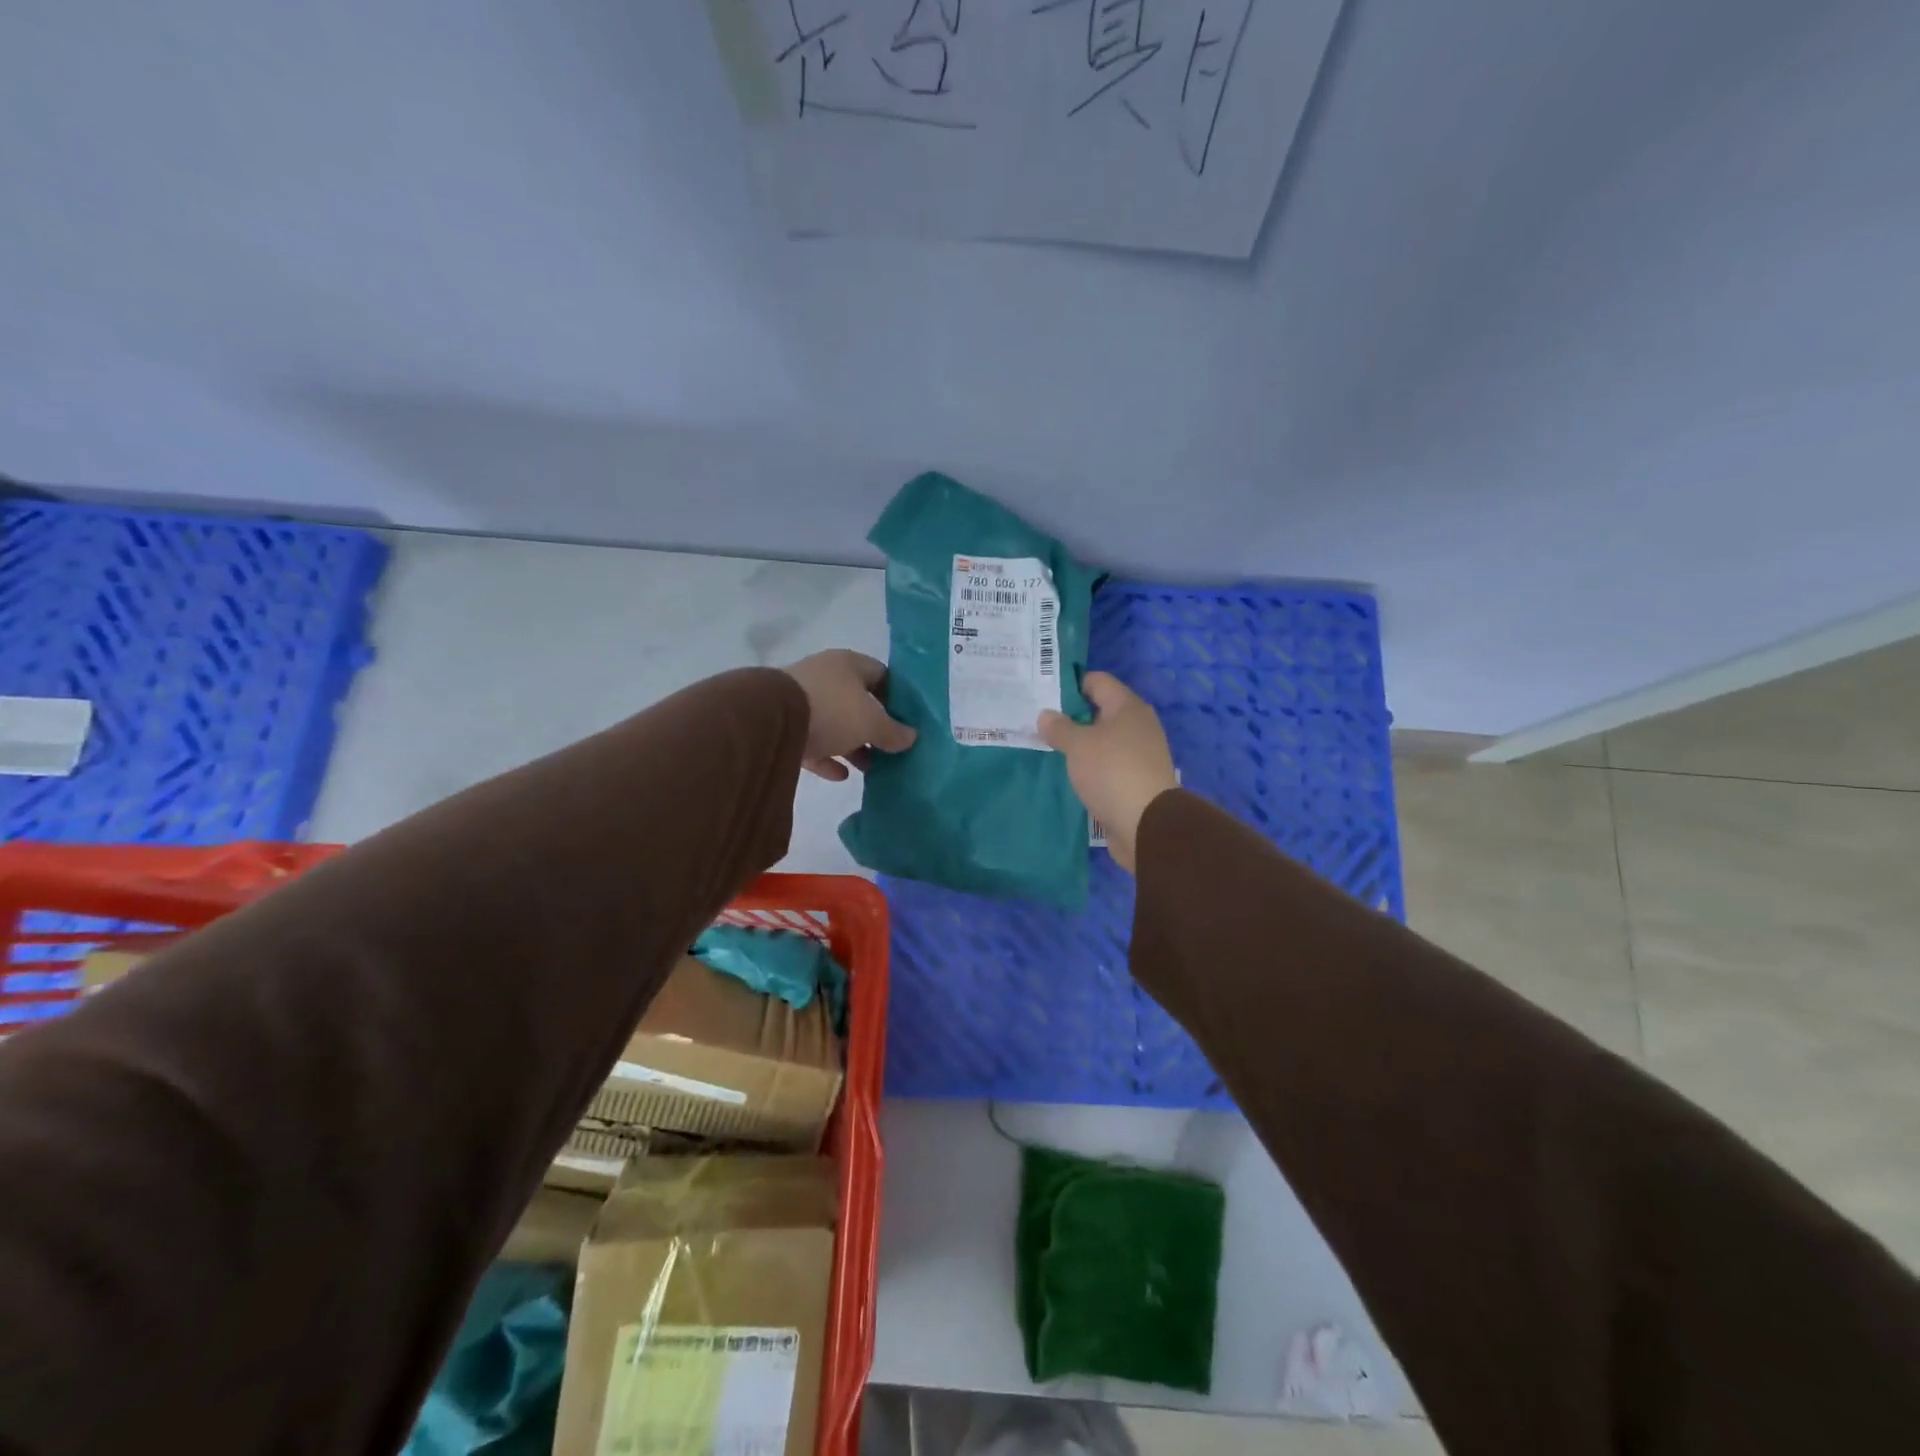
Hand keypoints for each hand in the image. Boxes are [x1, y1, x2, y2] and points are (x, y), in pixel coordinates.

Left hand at [783, 649, 917, 780]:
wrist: (770, 720)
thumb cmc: (832, 710)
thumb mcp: (872, 722)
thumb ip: (894, 731)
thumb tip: (911, 737)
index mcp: (849, 664)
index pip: (882, 676)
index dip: (898, 699)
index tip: (908, 723)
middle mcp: (825, 677)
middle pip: (858, 702)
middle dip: (874, 728)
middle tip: (890, 750)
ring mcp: (802, 700)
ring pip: (835, 723)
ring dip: (853, 745)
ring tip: (869, 768)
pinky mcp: (784, 725)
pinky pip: (813, 742)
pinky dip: (828, 758)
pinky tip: (841, 775)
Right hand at [1038, 672, 1176, 872]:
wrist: (1146, 824)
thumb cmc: (1111, 772)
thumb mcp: (1078, 745)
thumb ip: (1059, 728)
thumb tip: (1046, 715)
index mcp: (1128, 707)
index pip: (1098, 681)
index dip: (1071, 685)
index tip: (1043, 695)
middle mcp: (1138, 725)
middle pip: (1101, 711)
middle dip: (1072, 717)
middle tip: (1041, 724)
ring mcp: (1139, 754)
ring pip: (1103, 740)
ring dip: (1081, 744)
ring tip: (1050, 749)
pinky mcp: (1136, 780)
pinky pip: (1107, 765)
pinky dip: (1090, 766)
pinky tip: (1070, 774)